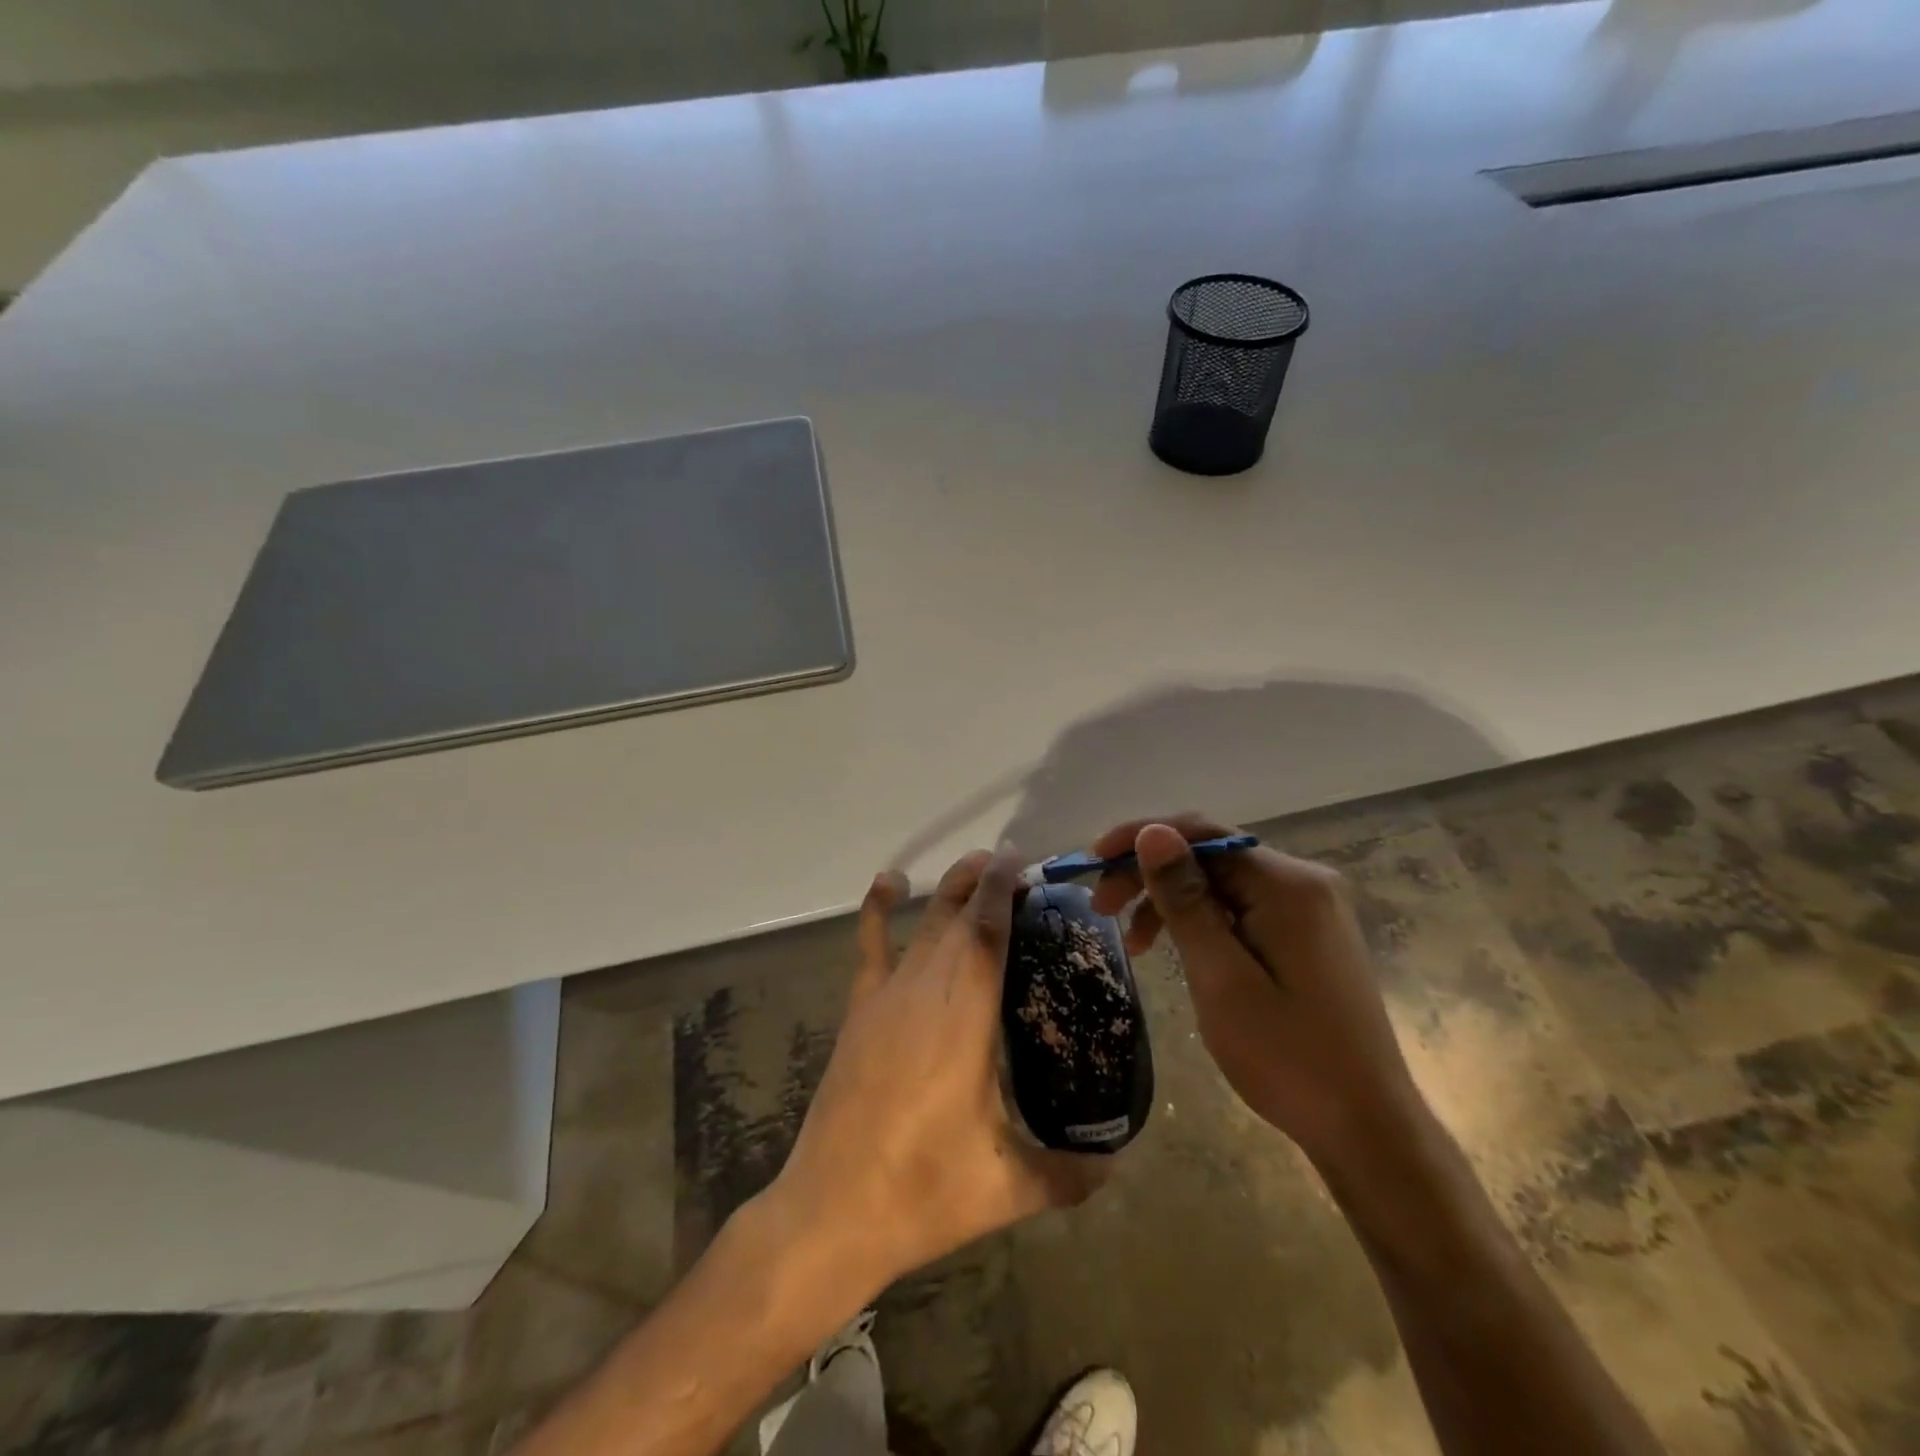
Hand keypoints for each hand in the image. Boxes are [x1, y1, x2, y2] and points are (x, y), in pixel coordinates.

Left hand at [763, 848, 1105, 1297]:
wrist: (833, 1211)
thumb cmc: (925, 1192)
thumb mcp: (1010, 1187)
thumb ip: (1070, 1174)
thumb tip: (1116, 1165)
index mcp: (965, 1018)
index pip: (987, 933)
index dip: (1003, 890)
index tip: (1022, 863)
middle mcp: (926, 991)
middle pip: (958, 917)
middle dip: (986, 883)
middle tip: (1019, 871)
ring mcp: (887, 997)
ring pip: (924, 925)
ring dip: (951, 890)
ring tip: (977, 867)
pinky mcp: (860, 1011)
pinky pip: (869, 945)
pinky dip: (878, 910)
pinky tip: (890, 883)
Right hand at [1088, 814, 1425, 1173]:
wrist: (1366, 1128)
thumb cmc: (1288, 1058)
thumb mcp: (1221, 978)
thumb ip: (1185, 900)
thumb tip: (1152, 831)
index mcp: (1287, 885)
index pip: (1201, 834)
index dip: (1140, 839)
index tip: (1092, 862)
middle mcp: (1302, 881)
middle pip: (1209, 855)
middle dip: (1149, 873)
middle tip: (1099, 905)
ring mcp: (1307, 907)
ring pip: (1220, 882)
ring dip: (1169, 901)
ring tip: (1130, 943)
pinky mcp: (1304, 933)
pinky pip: (1239, 907)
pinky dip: (1199, 921)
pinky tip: (1171, 949)